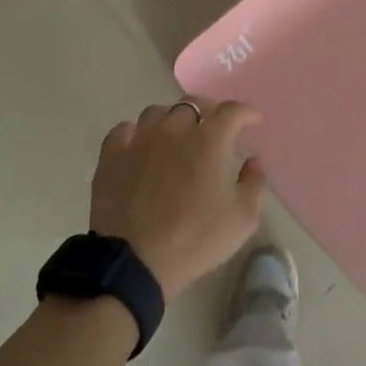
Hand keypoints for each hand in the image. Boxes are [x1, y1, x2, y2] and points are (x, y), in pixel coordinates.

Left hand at [90, 100, 267, 298]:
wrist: (135, 261)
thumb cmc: (195, 239)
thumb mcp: (242, 219)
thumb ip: (254, 184)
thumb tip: (252, 161)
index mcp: (209, 140)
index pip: (231, 111)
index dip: (246, 112)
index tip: (253, 120)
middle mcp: (173, 129)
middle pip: (193, 104)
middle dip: (209, 111)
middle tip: (215, 128)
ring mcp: (139, 139)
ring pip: (157, 113)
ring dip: (172, 120)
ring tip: (177, 136)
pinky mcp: (112, 155)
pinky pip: (125, 130)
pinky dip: (137, 134)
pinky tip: (141, 148)